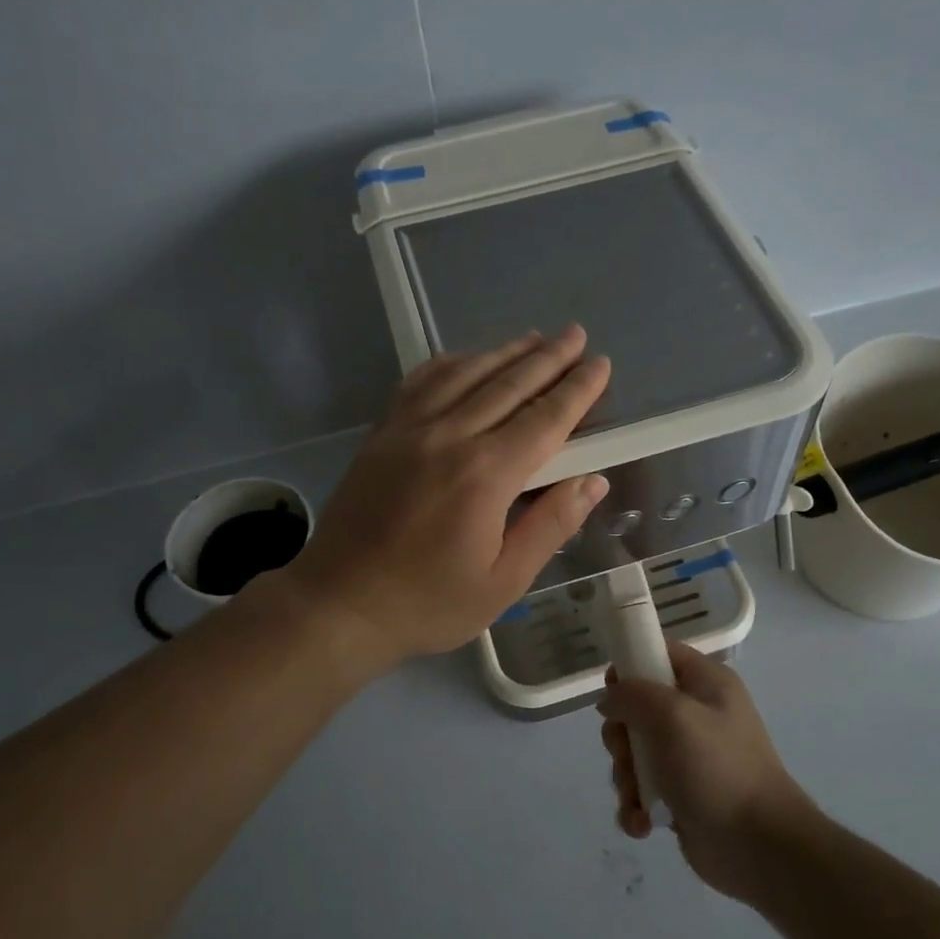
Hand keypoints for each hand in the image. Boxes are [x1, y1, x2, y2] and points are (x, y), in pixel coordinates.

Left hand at [282, 326, 611, 667]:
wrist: (339, 604)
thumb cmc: (427, 602)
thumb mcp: (503, 582)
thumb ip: (550, 526)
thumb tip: (593, 481)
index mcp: (485, 475)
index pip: (545, 419)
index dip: (577, 390)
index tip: (601, 364)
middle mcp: (449, 437)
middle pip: (509, 384)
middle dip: (548, 357)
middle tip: (576, 334)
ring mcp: (410, 429)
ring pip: (466, 374)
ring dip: (505, 352)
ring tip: (535, 337)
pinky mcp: (382, 433)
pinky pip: (421, 382)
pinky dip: (451, 363)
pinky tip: (467, 358)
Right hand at [598, 642, 814, 903]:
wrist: (760, 847)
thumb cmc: (717, 768)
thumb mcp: (673, 715)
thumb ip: (633, 695)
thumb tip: (610, 700)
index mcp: (706, 683)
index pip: (660, 653)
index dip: (630, 665)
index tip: (611, 693)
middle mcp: (697, 714)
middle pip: (637, 707)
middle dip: (621, 735)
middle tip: (626, 753)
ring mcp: (689, 758)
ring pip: (634, 752)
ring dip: (626, 777)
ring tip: (639, 798)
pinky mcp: (681, 796)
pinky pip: (642, 791)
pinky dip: (636, 806)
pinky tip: (643, 823)